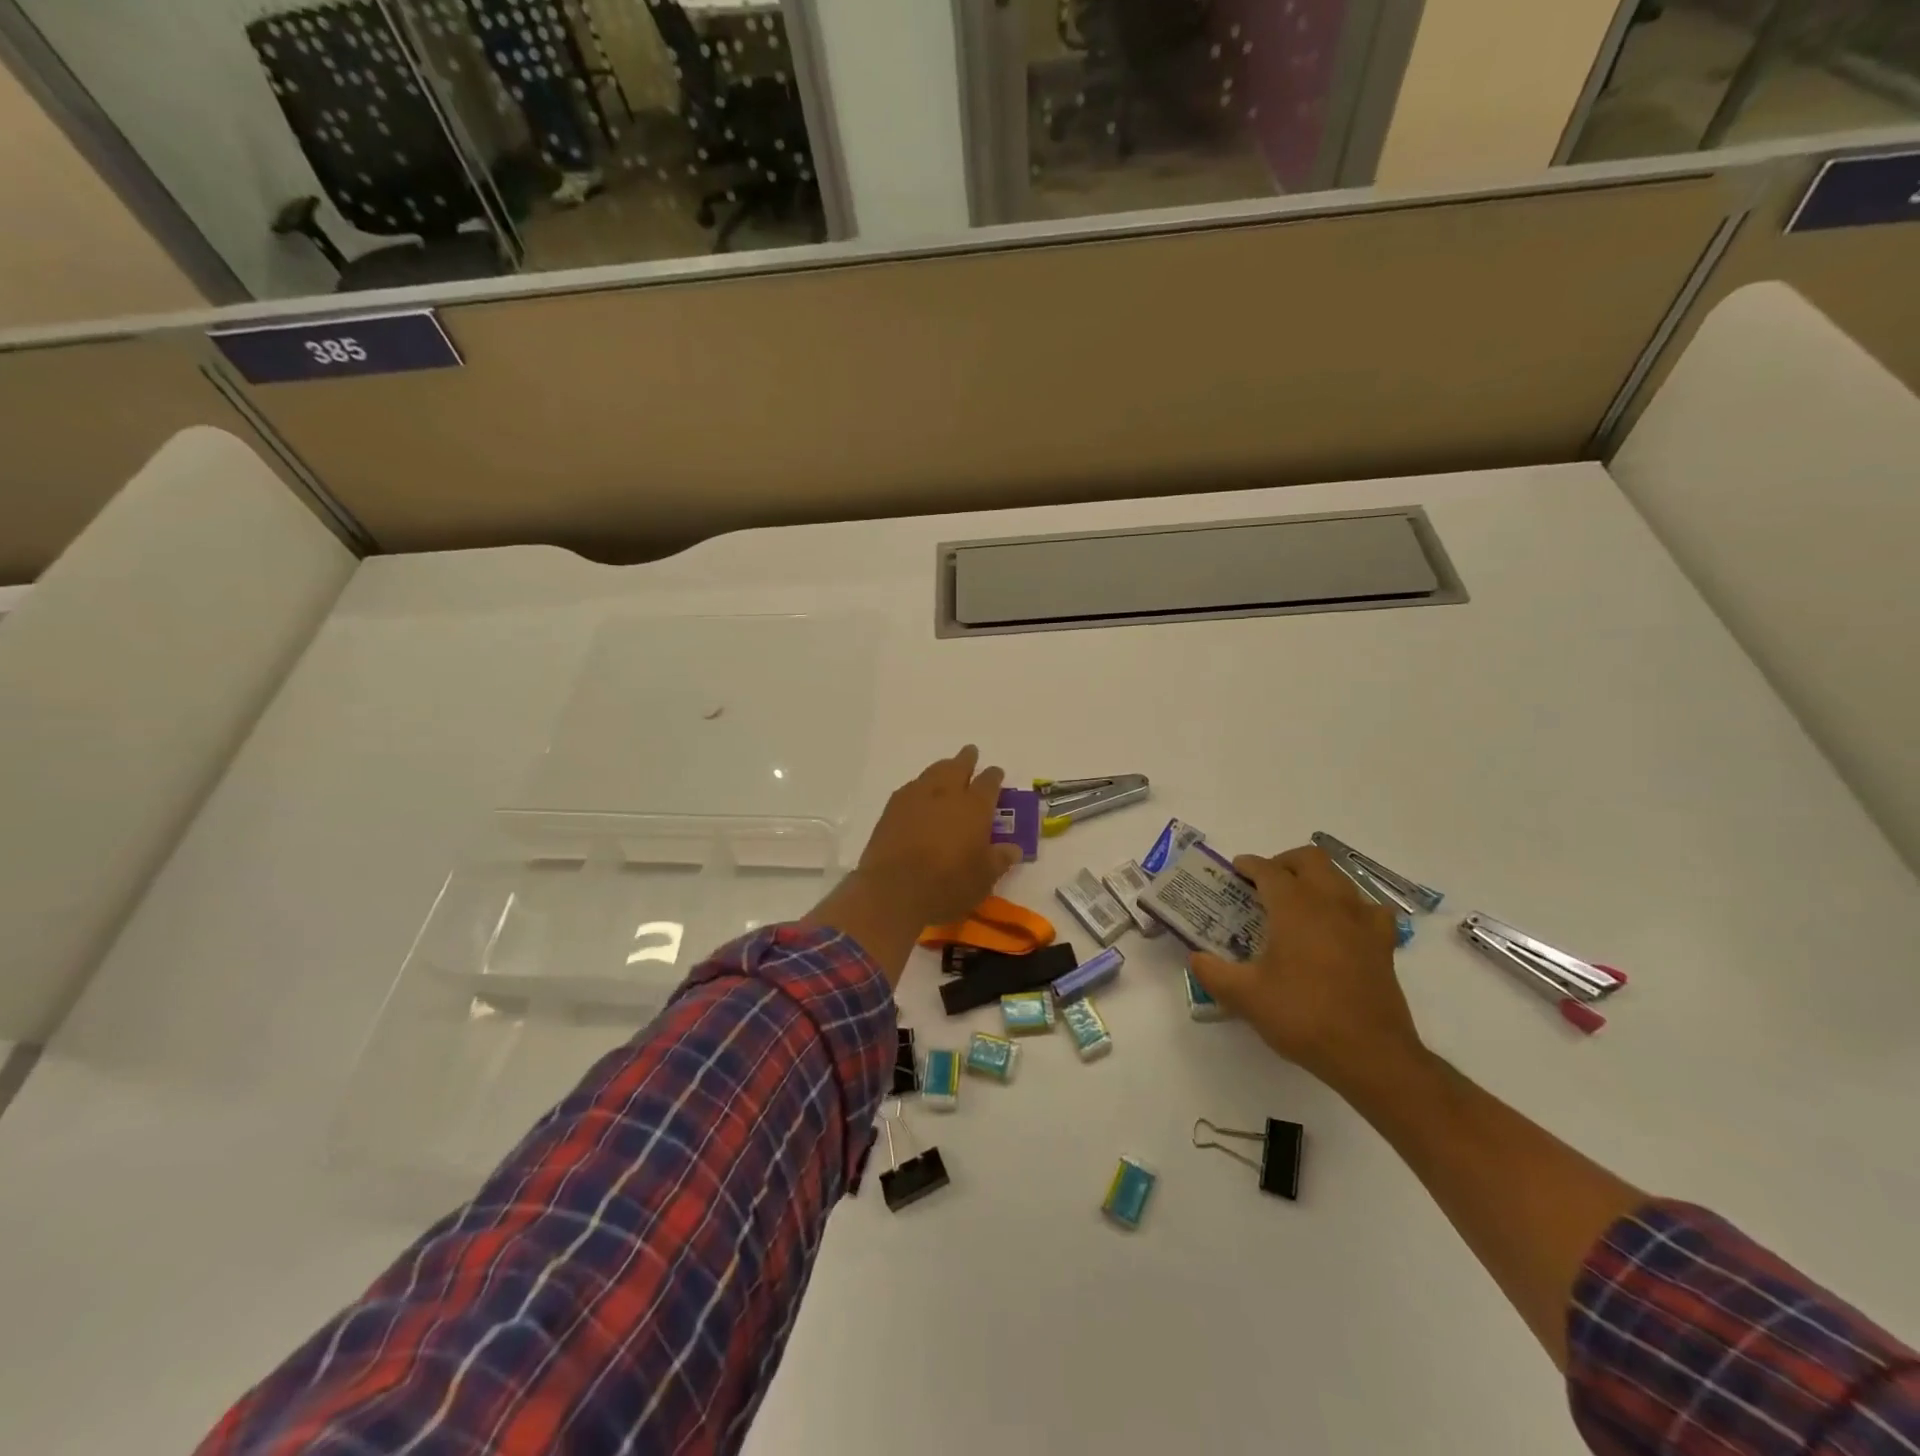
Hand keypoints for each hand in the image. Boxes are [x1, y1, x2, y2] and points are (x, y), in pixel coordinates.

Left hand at [808, 747, 1020, 983]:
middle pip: (958, 767)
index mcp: (974, 807)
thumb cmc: (948, 885)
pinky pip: (911, 788)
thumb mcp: (983, 878)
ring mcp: (916, 797)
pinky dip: (920, 786)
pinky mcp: (892, 809)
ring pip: (933, 772)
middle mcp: (946, 794)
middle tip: (971, 752)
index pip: (989, 783)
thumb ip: (999, 859)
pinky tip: (919, 793)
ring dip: (942, 768)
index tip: (996, 773)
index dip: (994, 776)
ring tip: (946, 768)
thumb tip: (1013, 848)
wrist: (894, 890)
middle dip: (967, 759)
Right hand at [1189, 846, 1423, 1091]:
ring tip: (1298, 902)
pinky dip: (1352, 906)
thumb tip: (1196, 958)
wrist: (1370, 1054)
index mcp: (1295, 906)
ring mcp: (1362, 921)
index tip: (1235, 869)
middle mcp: (1331, 902)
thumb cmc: (1303, 1016)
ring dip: (1316, 879)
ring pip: (1340, 878)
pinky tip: (1342, 925)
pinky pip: (1370, 909)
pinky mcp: (1383, 945)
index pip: (1268, 870)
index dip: (1249, 865)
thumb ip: (1213, 972)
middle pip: (1309, 859)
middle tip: (1265, 882)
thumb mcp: (1245, 997)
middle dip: (1284, 862)